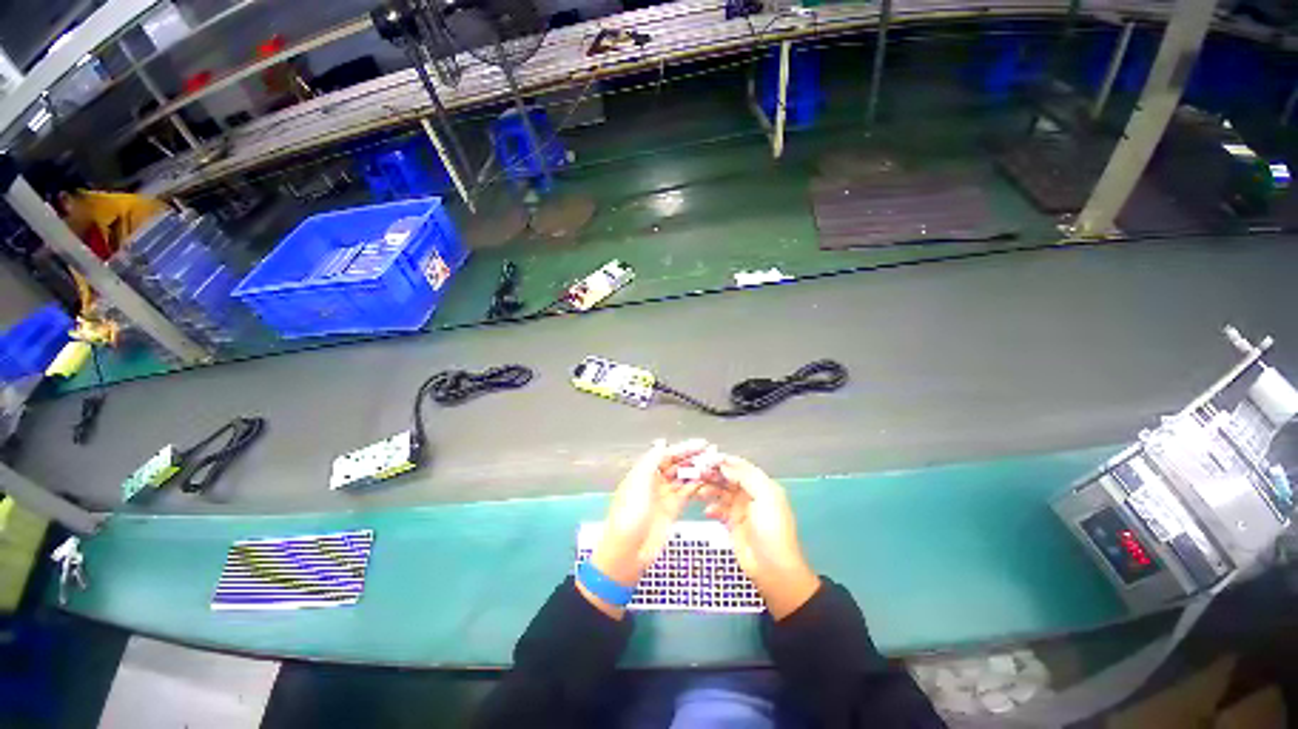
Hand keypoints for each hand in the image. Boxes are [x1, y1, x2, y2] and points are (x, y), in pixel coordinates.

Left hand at [583, 439, 708, 615]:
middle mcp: (655, 481)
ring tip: (714, 464)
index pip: (667, 455)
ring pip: (683, 477)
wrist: (627, 552)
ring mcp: (664, 495)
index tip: (701, 444)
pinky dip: (696, 485)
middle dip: (693, 457)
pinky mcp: (673, 509)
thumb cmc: (629, 515)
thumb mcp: (637, 483)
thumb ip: (651, 461)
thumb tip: (661, 442)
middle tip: (712, 452)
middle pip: (676, 464)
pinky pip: (686, 493)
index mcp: (644, 472)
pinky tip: (708, 480)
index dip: (683, 448)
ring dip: (697, 470)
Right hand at [700, 455, 819, 619]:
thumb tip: (726, 464)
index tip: (706, 459)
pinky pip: (718, 509)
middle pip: (728, 477)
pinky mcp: (732, 523)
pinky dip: (711, 507)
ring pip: (721, 491)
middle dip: (713, 474)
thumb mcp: (765, 497)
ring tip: (699, 492)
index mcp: (761, 485)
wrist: (773, 569)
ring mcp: (741, 509)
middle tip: (697, 473)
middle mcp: (750, 494)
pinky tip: (708, 511)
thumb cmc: (772, 530)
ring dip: (709, 489)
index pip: (740, 466)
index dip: (724, 461)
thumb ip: (746, 477)